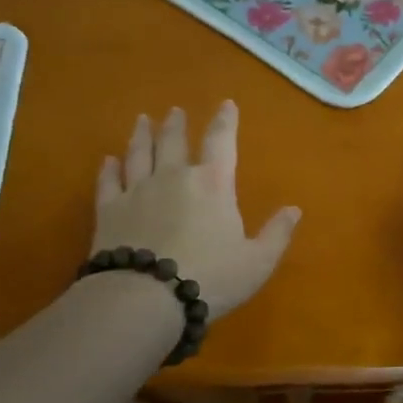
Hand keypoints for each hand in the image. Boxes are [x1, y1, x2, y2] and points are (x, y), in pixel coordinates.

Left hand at [93, 101, 299, 321]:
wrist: (145, 298)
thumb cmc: (210, 278)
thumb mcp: (257, 262)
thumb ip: (277, 233)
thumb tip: (294, 209)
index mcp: (213, 184)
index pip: (221, 141)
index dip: (225, 121)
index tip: (227, 104)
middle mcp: (173, 177)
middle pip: (173, 141)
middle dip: (176, 124)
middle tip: (175, 111)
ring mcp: (137, 191)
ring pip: (139, 153)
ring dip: (141, 135)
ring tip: (142, 120)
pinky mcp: (108, 211)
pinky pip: (108, 182)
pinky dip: (109, 169)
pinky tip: (108, 160)